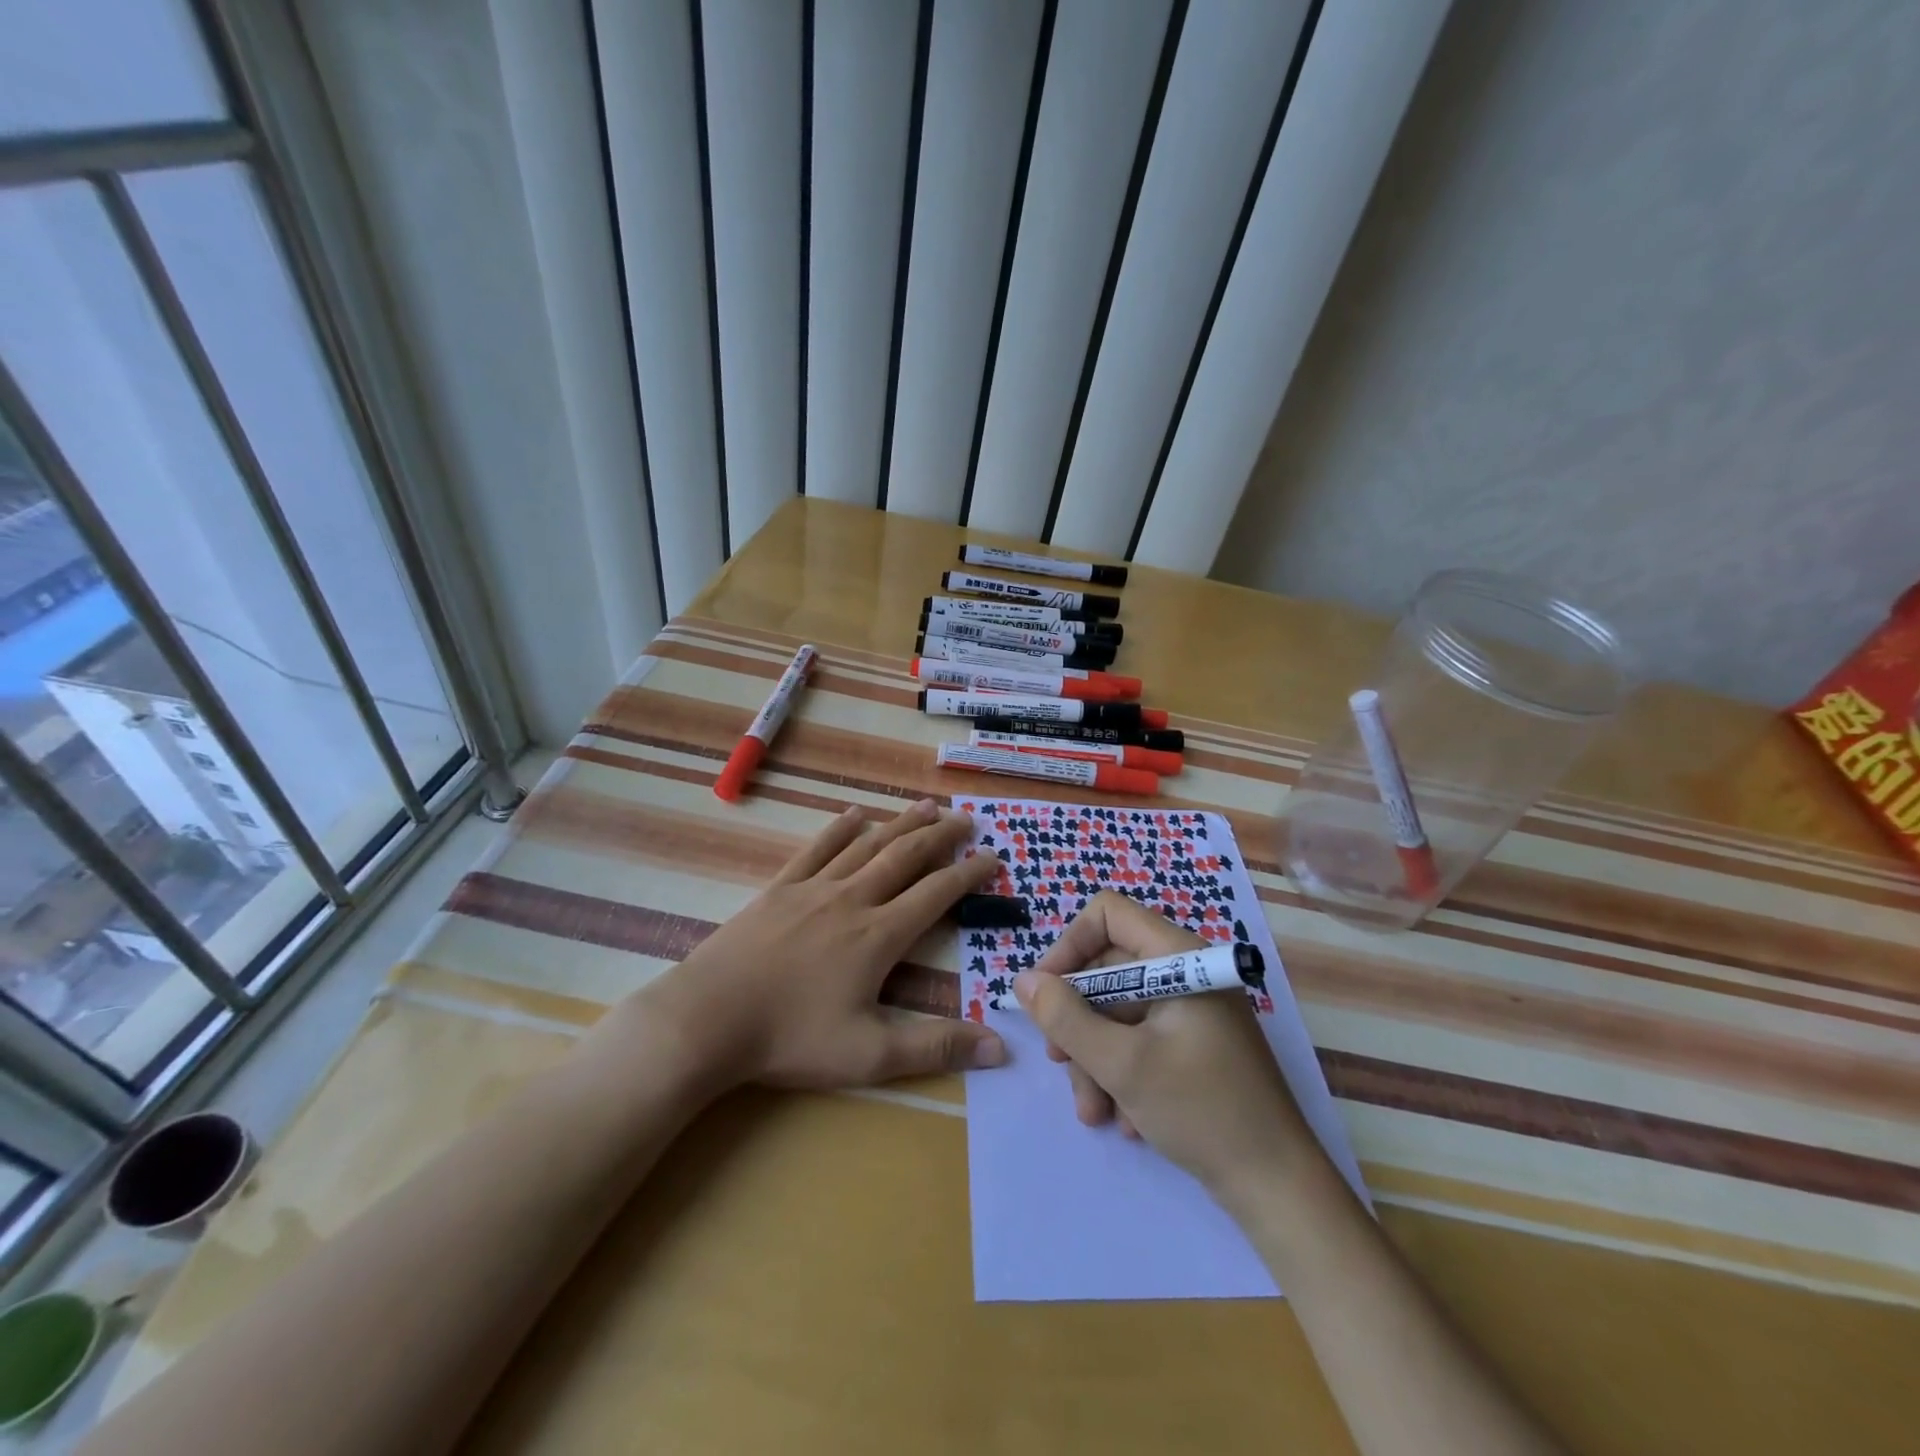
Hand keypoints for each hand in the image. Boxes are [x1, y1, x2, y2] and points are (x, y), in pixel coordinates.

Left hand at [636, 800, 1005, 1090]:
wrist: (707, 1019)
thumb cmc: (790, 1038)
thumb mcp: (869, 1055)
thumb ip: (936, 1047)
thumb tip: (1001, 1047)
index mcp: (879, 935)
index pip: (937, 894)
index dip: (969, 874)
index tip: (993, 857)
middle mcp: (852, 899)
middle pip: (905, 857)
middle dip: (940, 836)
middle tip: (966, 818)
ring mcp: (813, 889)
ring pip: (866, 845)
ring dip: (899, 823)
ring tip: (925, 806)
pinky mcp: (778, 889)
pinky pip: (816, 849)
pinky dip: (839, 829)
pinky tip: (853, 815)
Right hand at [1012, 892, 1314, 1202]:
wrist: (1280, 1190)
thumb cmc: (1202, 1112)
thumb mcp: (1122, 1065)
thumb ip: (1065, 1018)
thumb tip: (1024, 981)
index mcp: (1180, 957)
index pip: (1108, 914)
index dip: (1069, 946)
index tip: (1046, 995)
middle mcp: (1186, 973)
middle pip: (1107, 970)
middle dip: (1078, 1022)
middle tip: (1061, 1066)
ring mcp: (1192, 1011)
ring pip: (1119, 1012)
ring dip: (1096, 1060)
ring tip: (1094, 1113)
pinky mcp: (1194, 1045)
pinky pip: (1140, 1039)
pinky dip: (1122, 1074)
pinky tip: (1126, 1119)